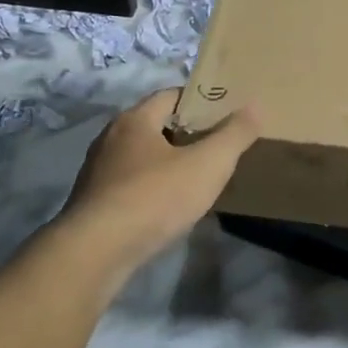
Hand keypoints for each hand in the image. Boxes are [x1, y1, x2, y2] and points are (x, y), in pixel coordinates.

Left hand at [60, 88, 259, 268]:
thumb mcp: (208, 164)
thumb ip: (234, 134)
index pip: (171, 95)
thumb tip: (254, 106)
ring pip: (141, 157)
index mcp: (135, 120)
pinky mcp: (93, 203)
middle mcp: (110, 138)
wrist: (96, 252)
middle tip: (217, 145)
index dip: (201, 101)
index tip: (226, 114)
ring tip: (197, 177)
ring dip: (167, 162)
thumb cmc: (155, 197)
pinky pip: (129, 185)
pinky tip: (168, 206)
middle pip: (155, 125)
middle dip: (186, 132)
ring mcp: (97, 172)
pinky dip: (151, 188)